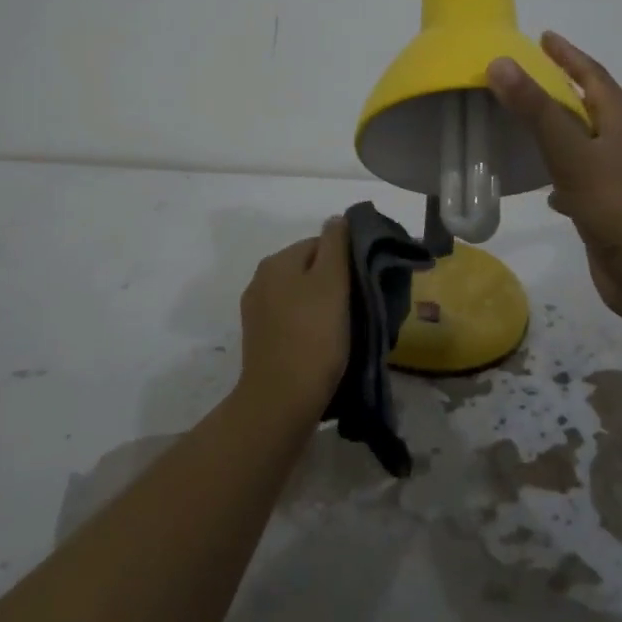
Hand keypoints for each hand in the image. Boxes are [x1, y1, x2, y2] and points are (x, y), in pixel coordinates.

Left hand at [236, 217, 350, 421]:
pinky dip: (310, 326)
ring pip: (301, 296)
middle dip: (334, 284)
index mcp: (276, 262)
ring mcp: (257, 312)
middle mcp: (261, 280)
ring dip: (323, 306)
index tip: (364, 285)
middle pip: (309, 269)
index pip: (320, 244)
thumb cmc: (313, 336)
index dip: (346, 261)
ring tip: (345, 329)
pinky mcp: (260, 340)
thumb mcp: (332, 283)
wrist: (281, 402)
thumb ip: (336, 245)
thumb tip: (337, 219)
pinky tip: (324, 345)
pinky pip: (292, 321)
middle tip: (359, 308)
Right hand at [488, 33, 621, 319]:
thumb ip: (536, 109)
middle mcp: (621, 146)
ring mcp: (617, 179)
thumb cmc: (614, 205)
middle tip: (529, 74)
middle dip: (564, 87)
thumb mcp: (571, 152)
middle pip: (592, 107)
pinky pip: (580, 179)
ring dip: (561, 129)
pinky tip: (545, 187)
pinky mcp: (608, 209)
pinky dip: (561, 173)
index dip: (570, 55)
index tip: (544, 37)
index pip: (595, 77)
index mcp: (619, 125)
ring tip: (529, 122)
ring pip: (585, 143)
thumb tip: (500, 62)